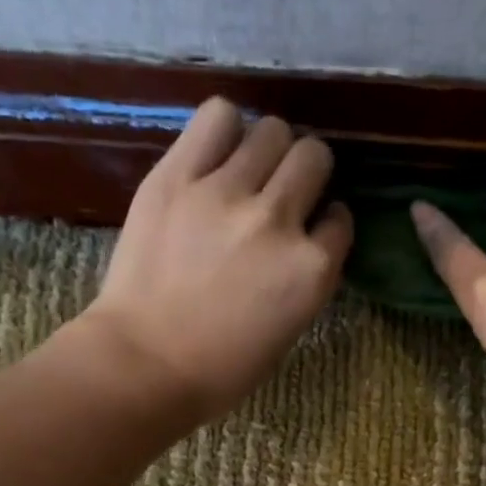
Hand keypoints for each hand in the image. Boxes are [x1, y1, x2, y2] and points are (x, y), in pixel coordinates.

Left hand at [83, 98, 352, 422]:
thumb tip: (306, 237)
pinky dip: (224, 128)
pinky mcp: (178, 176)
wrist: (145, 363)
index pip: (340, 218)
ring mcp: (226, 193)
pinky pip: (217, 117)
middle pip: (313, 157)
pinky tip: (216, 150)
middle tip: (282, 190)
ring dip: (268, 148)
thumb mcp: (289, 329)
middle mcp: (278, 220)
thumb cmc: (221, 368)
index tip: (309, 228)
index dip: (325, 221)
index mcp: (312, 269)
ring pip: (271, 130)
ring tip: (247, 169)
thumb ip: (306, 277)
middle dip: (305, 172)